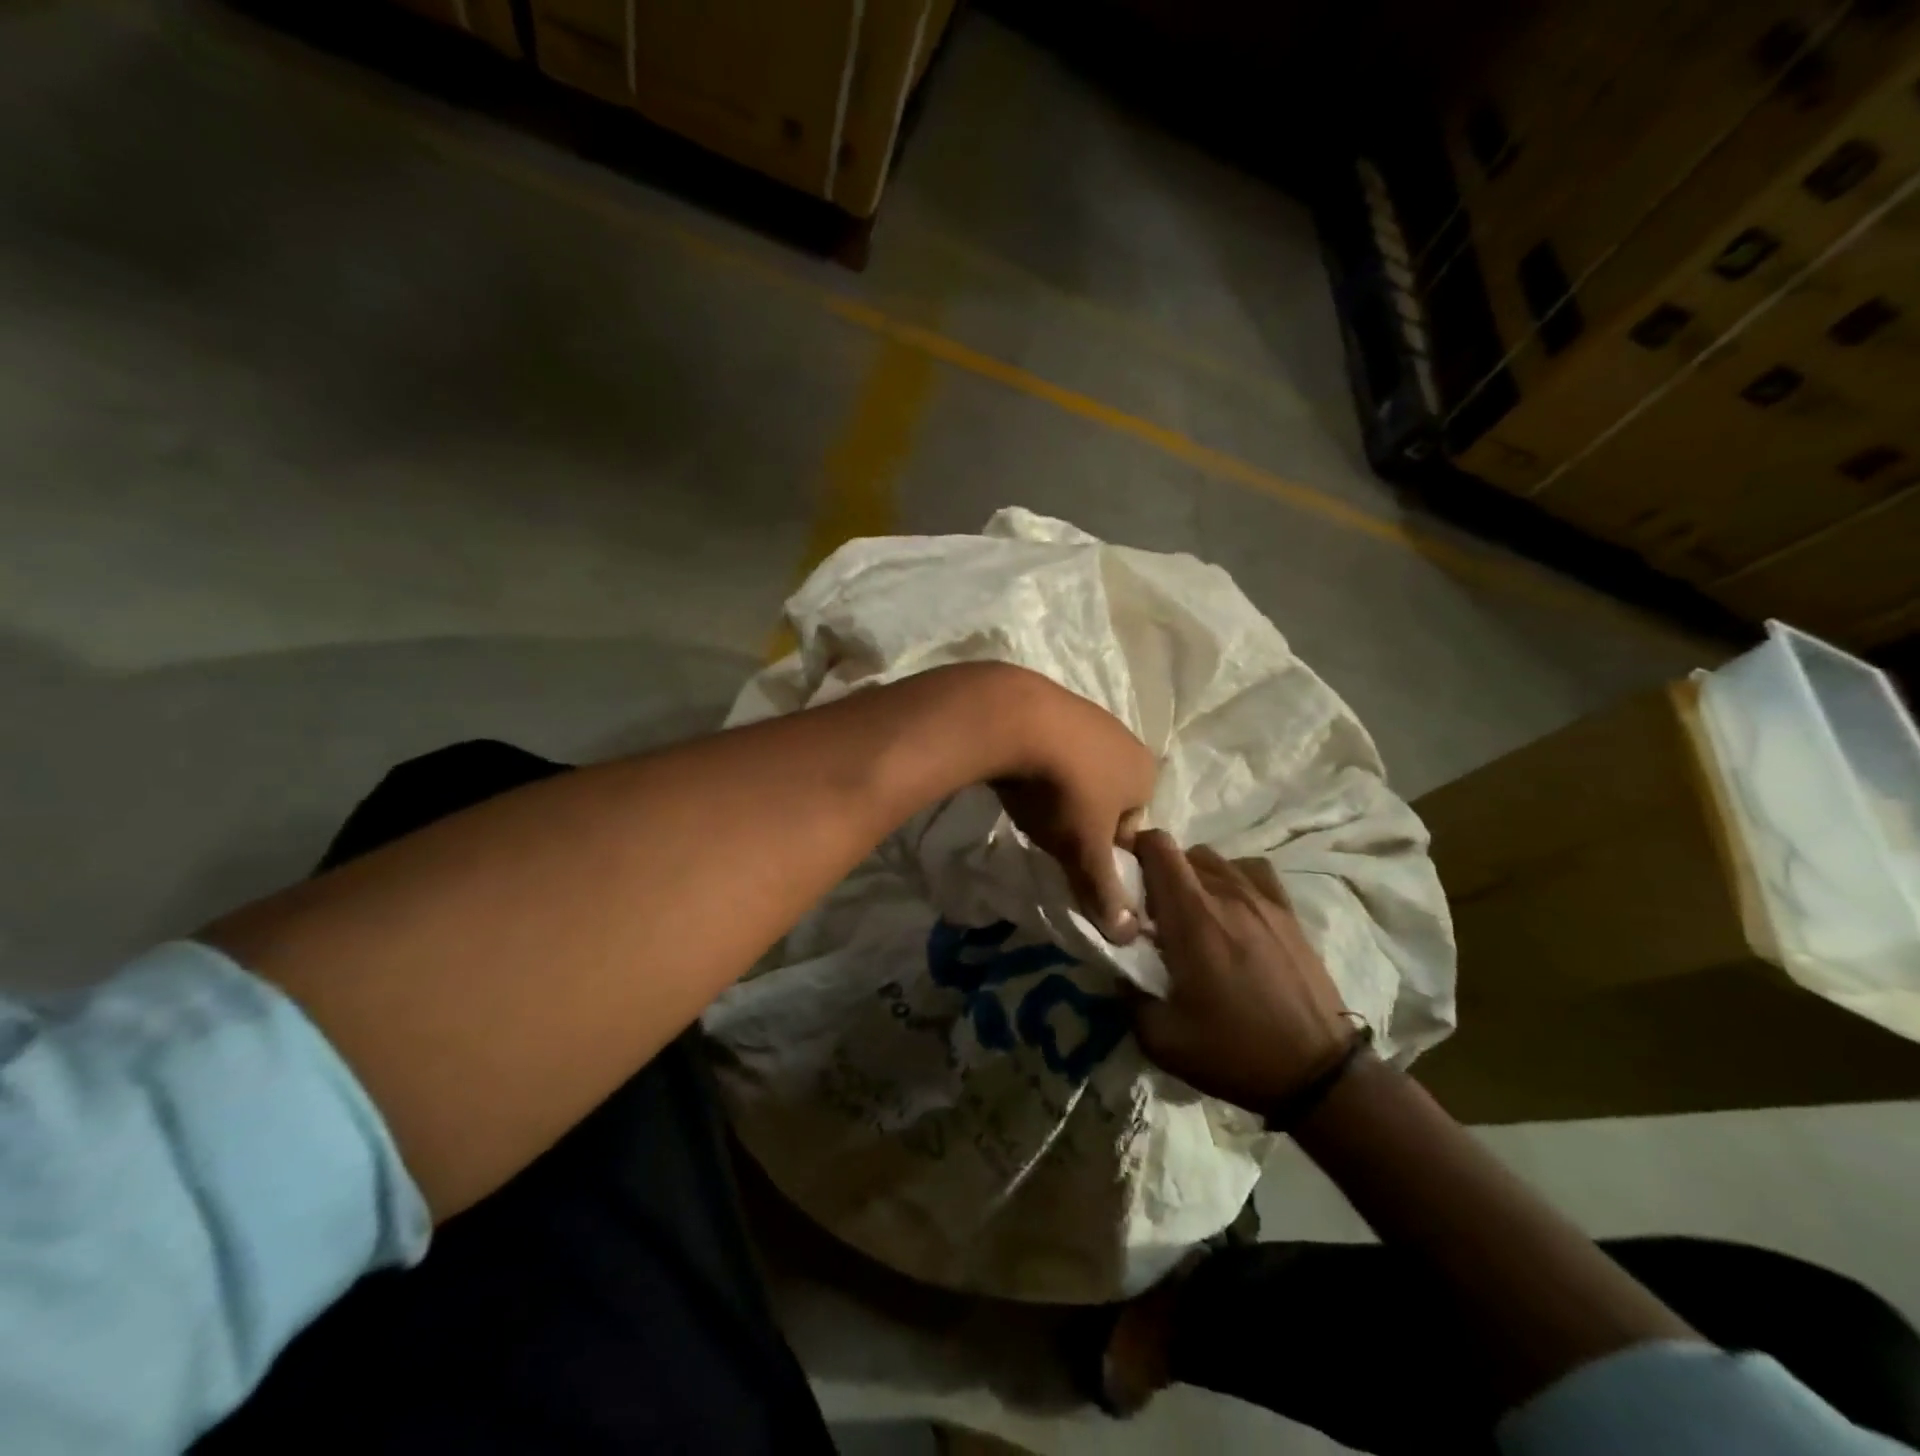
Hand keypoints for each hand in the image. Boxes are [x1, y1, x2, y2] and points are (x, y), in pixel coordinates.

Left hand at [988, 670, 1156, 942]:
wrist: (1012, 719)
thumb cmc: (1063, 790)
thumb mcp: (1084, 850)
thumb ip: (1105, 892)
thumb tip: (1127, 936)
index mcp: (1145, 773)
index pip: (1132, 825)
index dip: (1103, 848)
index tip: (1073, 855)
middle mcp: (1124, 738)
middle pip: (1106, 793)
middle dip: (1081, 814)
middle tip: (1049, 830)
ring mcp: (1087, 713)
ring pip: (1078, 765)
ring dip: (1058, 785)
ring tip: (1029, 800)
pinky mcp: (1049, 699)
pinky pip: (1049, 741)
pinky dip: (1036, 759)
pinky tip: (1013, 771)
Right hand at [1133, 830, 1352, 1111]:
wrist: (1318, 1073)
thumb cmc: (1234, 1052)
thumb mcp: (1161, 1039)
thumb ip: (1127, 995)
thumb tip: (1115, 967)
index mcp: (1191, 916)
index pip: (1157, 846)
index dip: (1133, 851)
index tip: (1123, 880)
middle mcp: (1226, 894)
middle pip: (1183, 852)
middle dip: (1160, 872)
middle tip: (1154, 911)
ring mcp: (1262, 899)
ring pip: (1216, 860)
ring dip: (1194, 876)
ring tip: (1192, 913)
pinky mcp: (1288, 912)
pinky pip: (1251, 872)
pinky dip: (1232, 879)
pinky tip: (1231, 908)